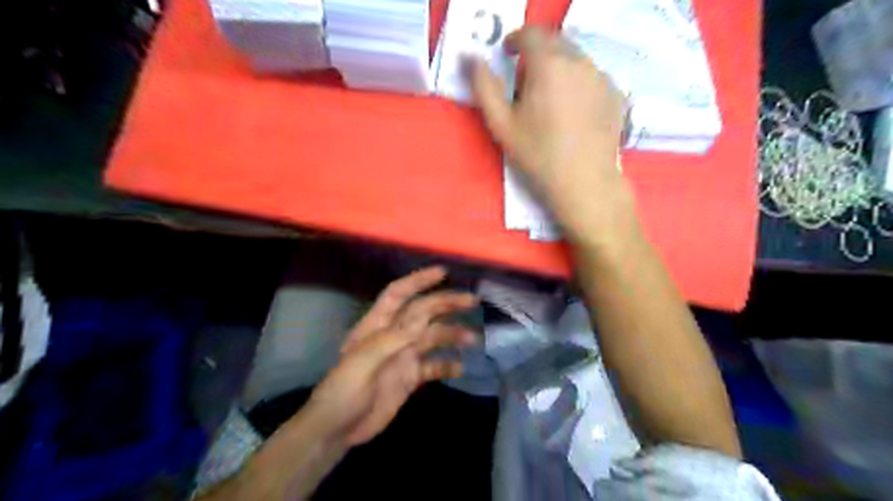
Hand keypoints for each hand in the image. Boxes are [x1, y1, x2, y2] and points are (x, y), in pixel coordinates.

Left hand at [299, 266, 477, 445]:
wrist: (337, 430)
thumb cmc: (344, 391)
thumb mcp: (363, 362)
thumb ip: (392, 339)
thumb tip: (422, 319)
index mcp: (377, 325)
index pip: (398, 294)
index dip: (419, 281)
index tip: (443, 273)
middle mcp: (393, 336)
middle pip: (423, 312)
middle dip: (446, 303)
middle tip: (472, 300)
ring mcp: (403, 356)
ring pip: (433, 337)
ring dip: (452, 335)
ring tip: (472, 339)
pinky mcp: (410, 377)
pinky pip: (433, 367)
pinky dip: (447, 365)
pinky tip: (460, 368)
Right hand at [474, 25, 634, 240]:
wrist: (584, 182)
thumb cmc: (538, 155)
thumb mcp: (501, 125)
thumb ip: (483, 87)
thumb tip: (471, 59)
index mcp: (548, 65)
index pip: (530, 33)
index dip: (515, 39)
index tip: (507, 52)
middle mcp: (579, 61)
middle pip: (554, 41)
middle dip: (536, 52)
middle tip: (525, 81)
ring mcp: (601, 76)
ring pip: (575, 58)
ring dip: (558, 66)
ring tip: (549, 99)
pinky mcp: (616, 93)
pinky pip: (591, 75)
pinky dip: (577, 82)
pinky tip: (572, 111)